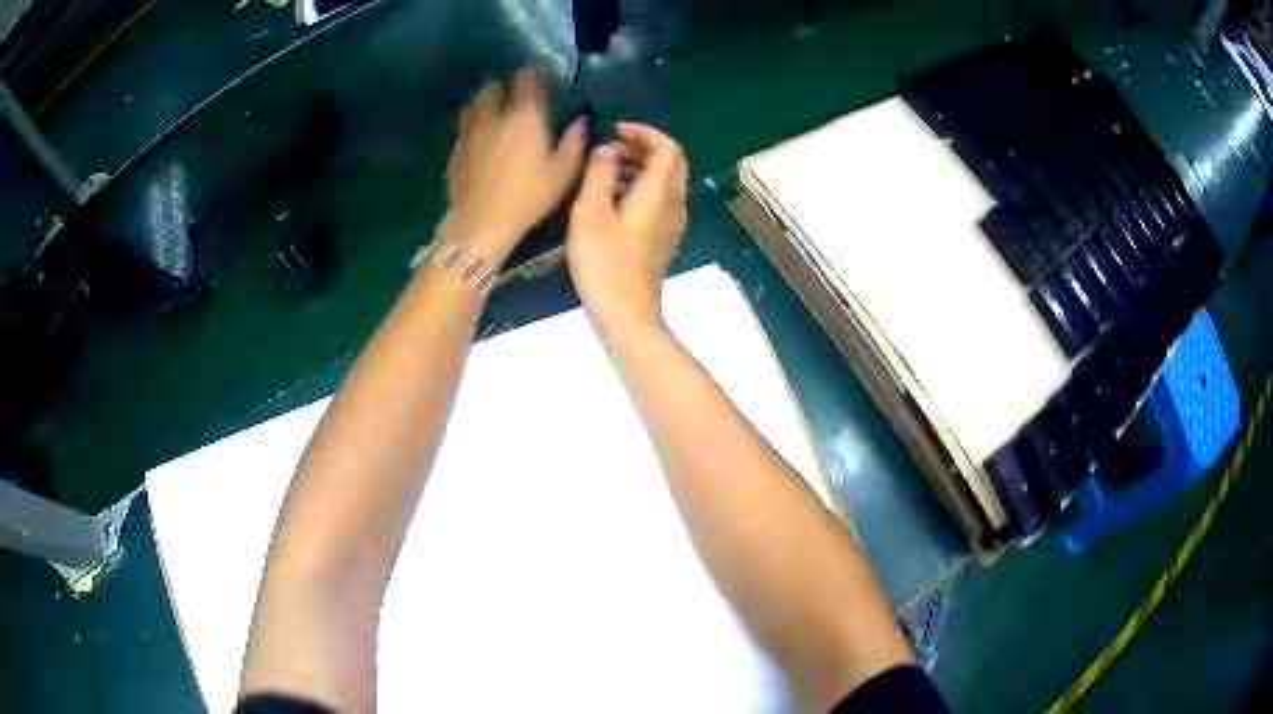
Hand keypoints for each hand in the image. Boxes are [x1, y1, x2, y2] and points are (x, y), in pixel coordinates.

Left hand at [443, 69, 584, 263]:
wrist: (481, 222)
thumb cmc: (528, 197)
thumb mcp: (563, 173)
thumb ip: (575, 142)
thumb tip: (582, 120)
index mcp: (524, 117)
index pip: (527, 80)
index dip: (534, 74)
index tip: (540, 76)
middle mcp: (494, 116)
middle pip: (494, 87)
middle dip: (504, 84)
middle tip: (514, 91)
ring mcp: (470, 132)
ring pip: (474, 104)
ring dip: (484, 100)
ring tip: (492, 106)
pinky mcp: (456, 150)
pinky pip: (464, 127)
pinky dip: (472, 123)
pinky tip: (478, 134)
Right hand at [567, 123, 688, 335]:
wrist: (626, 313)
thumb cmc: (604, 261)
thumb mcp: (591, 211)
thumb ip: (600, 173)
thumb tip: (608, 150)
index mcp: (660, 192)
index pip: (668, 147)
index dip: (645, 132)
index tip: (616, 130)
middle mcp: (674, 203)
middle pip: (671, 162)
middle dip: (644, 147)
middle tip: (611, 148)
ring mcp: (672, 223)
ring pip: (666, 181)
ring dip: (641, 167)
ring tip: (606, 170)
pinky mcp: (664, 238)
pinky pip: (660, 200)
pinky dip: (641, 187)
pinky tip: (613, 199)